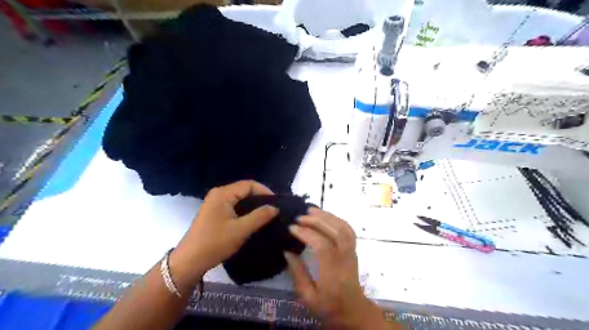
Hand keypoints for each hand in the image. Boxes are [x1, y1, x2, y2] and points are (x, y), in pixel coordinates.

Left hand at [168, 181, 278, 286]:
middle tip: (273, 209)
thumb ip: (260, 216)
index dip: (265, 191)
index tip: (277, 203)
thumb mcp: (241, 230)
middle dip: (260, 198)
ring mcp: (215, 202)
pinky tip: (253, 219)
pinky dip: (245, 210)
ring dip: (253, 205)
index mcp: (223, 193)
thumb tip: (275, 207)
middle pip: (244, 189)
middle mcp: (218, 193)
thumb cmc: (215, 243)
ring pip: (239, 198)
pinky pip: (234, 205)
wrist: (189, 261)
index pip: (249, 184)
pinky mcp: (214, 212)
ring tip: (266, 215)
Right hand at [287, 209, 389, 329]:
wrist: (353, 311)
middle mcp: (345, 260)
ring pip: (344, 228)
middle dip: (318, 220)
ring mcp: (352, 253)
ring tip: (311, 210)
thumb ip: (297, 274)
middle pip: (337, 233)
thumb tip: (287, 251)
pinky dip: (337, 219)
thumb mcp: (307, 297)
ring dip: (328, 216)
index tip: (292, 228)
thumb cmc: (328, 307)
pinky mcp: (354, 250)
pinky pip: (348, 230)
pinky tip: (325, 216)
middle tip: (300, 217)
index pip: (322, 247)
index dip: (307, 234)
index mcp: (333, 274)